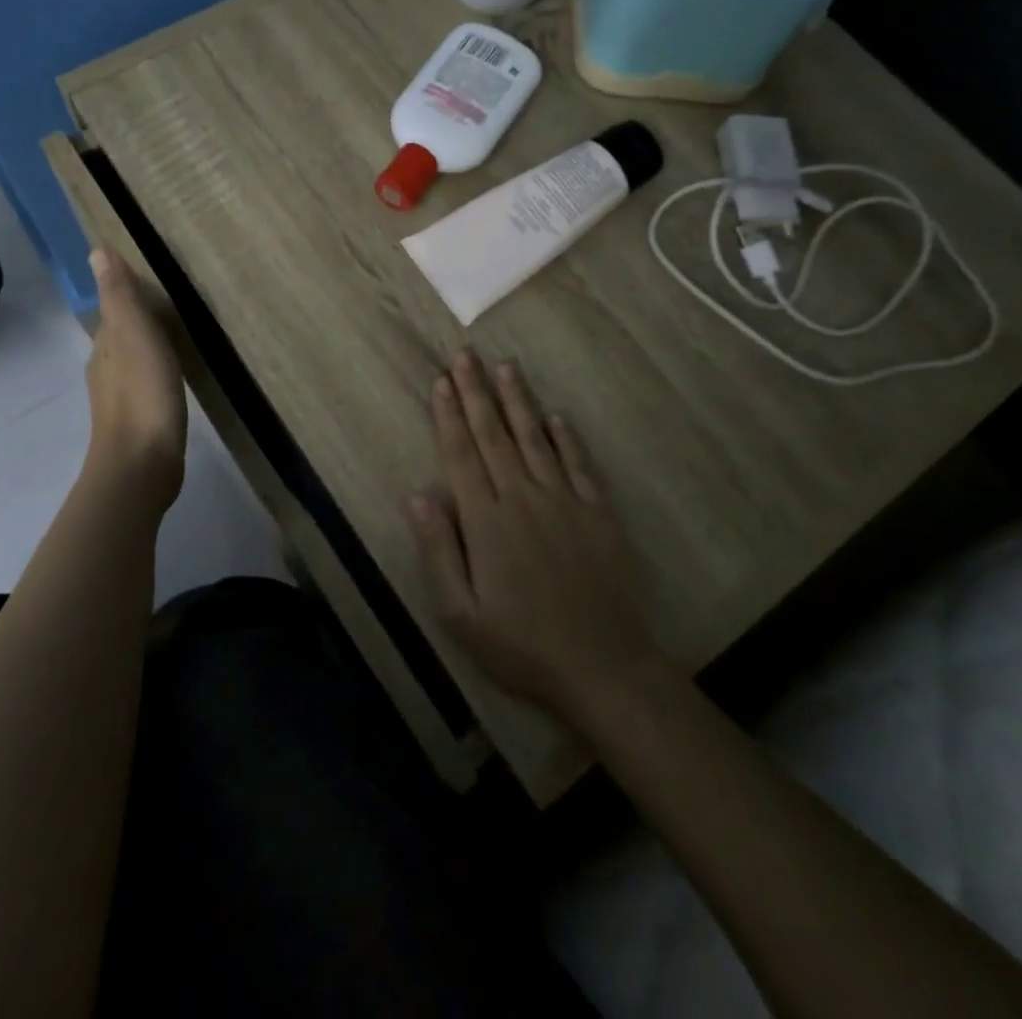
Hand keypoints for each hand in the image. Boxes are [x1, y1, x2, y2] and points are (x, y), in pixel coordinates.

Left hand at [82, 247, 185, 505]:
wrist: (141, 464)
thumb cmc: (142, 394)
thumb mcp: (134, 335)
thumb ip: (119, 296)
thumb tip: (96, 251)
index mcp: (105, 345)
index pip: (113, 309)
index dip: (128, 293)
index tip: (154, 280)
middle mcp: (105, 368)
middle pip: (121, 334)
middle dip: (139, 318)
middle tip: (173, 304)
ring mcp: (119, 398)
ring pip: (132, 360)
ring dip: (148, 346)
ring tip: (177, 337)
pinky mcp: (138, 421)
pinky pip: (145, 383)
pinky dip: (156, 372)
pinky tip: (173, 376)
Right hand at [406, 349, 668, 722]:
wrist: (603, 666)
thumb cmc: (521, 645)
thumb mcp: (461, 613)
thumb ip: (439, 550)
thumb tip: (418, 494)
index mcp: (486, 521)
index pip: (461, 455)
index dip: (449, 415)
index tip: (441, 380)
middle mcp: (523, 498)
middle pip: (494, 435)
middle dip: (477, 392)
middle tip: (466, 354)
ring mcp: (564, 501)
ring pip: (535, 438)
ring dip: (518, 400)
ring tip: (505, 366)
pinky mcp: (597, 512)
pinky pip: (578, 463)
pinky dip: (565, 436)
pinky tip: (555, 415)